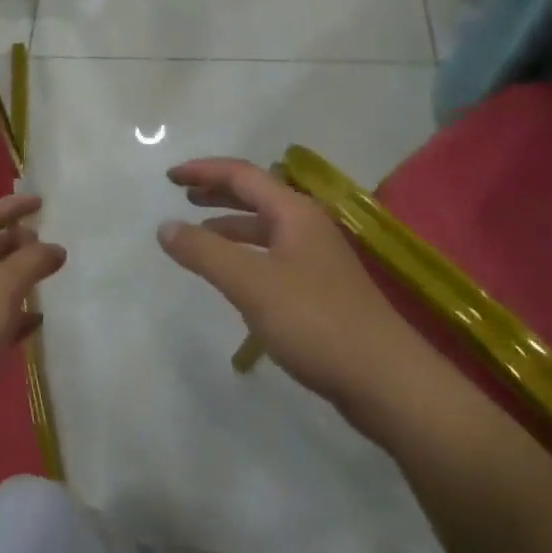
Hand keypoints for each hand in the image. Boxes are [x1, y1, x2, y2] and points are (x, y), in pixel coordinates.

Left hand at [0, 194, 65, 440]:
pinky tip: (36, 322)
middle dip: (15, 242)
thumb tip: (55, 248)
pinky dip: (15, 316)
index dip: (11, 207)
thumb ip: (31, 261)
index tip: (40, 203)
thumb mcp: (0, 287)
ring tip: (46, 277)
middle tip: (46, 243)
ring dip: (17, 278)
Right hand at [158, 158, 429, 429]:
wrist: (387, 381)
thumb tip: (165, 226)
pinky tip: (234, 275)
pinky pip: (273, 255)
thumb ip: (205, 252)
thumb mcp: (252, 284)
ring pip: (265, 227)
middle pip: (256, 195)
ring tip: (198, 234)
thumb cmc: (316, 321)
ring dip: (230, 224)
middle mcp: (307, 225)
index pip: (242, 175)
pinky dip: (246, 253)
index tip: (168, 177)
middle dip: (217, 192)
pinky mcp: (321, 288)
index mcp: (294, 212)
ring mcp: (317, 257)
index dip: (203, 171)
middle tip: (183, 196)